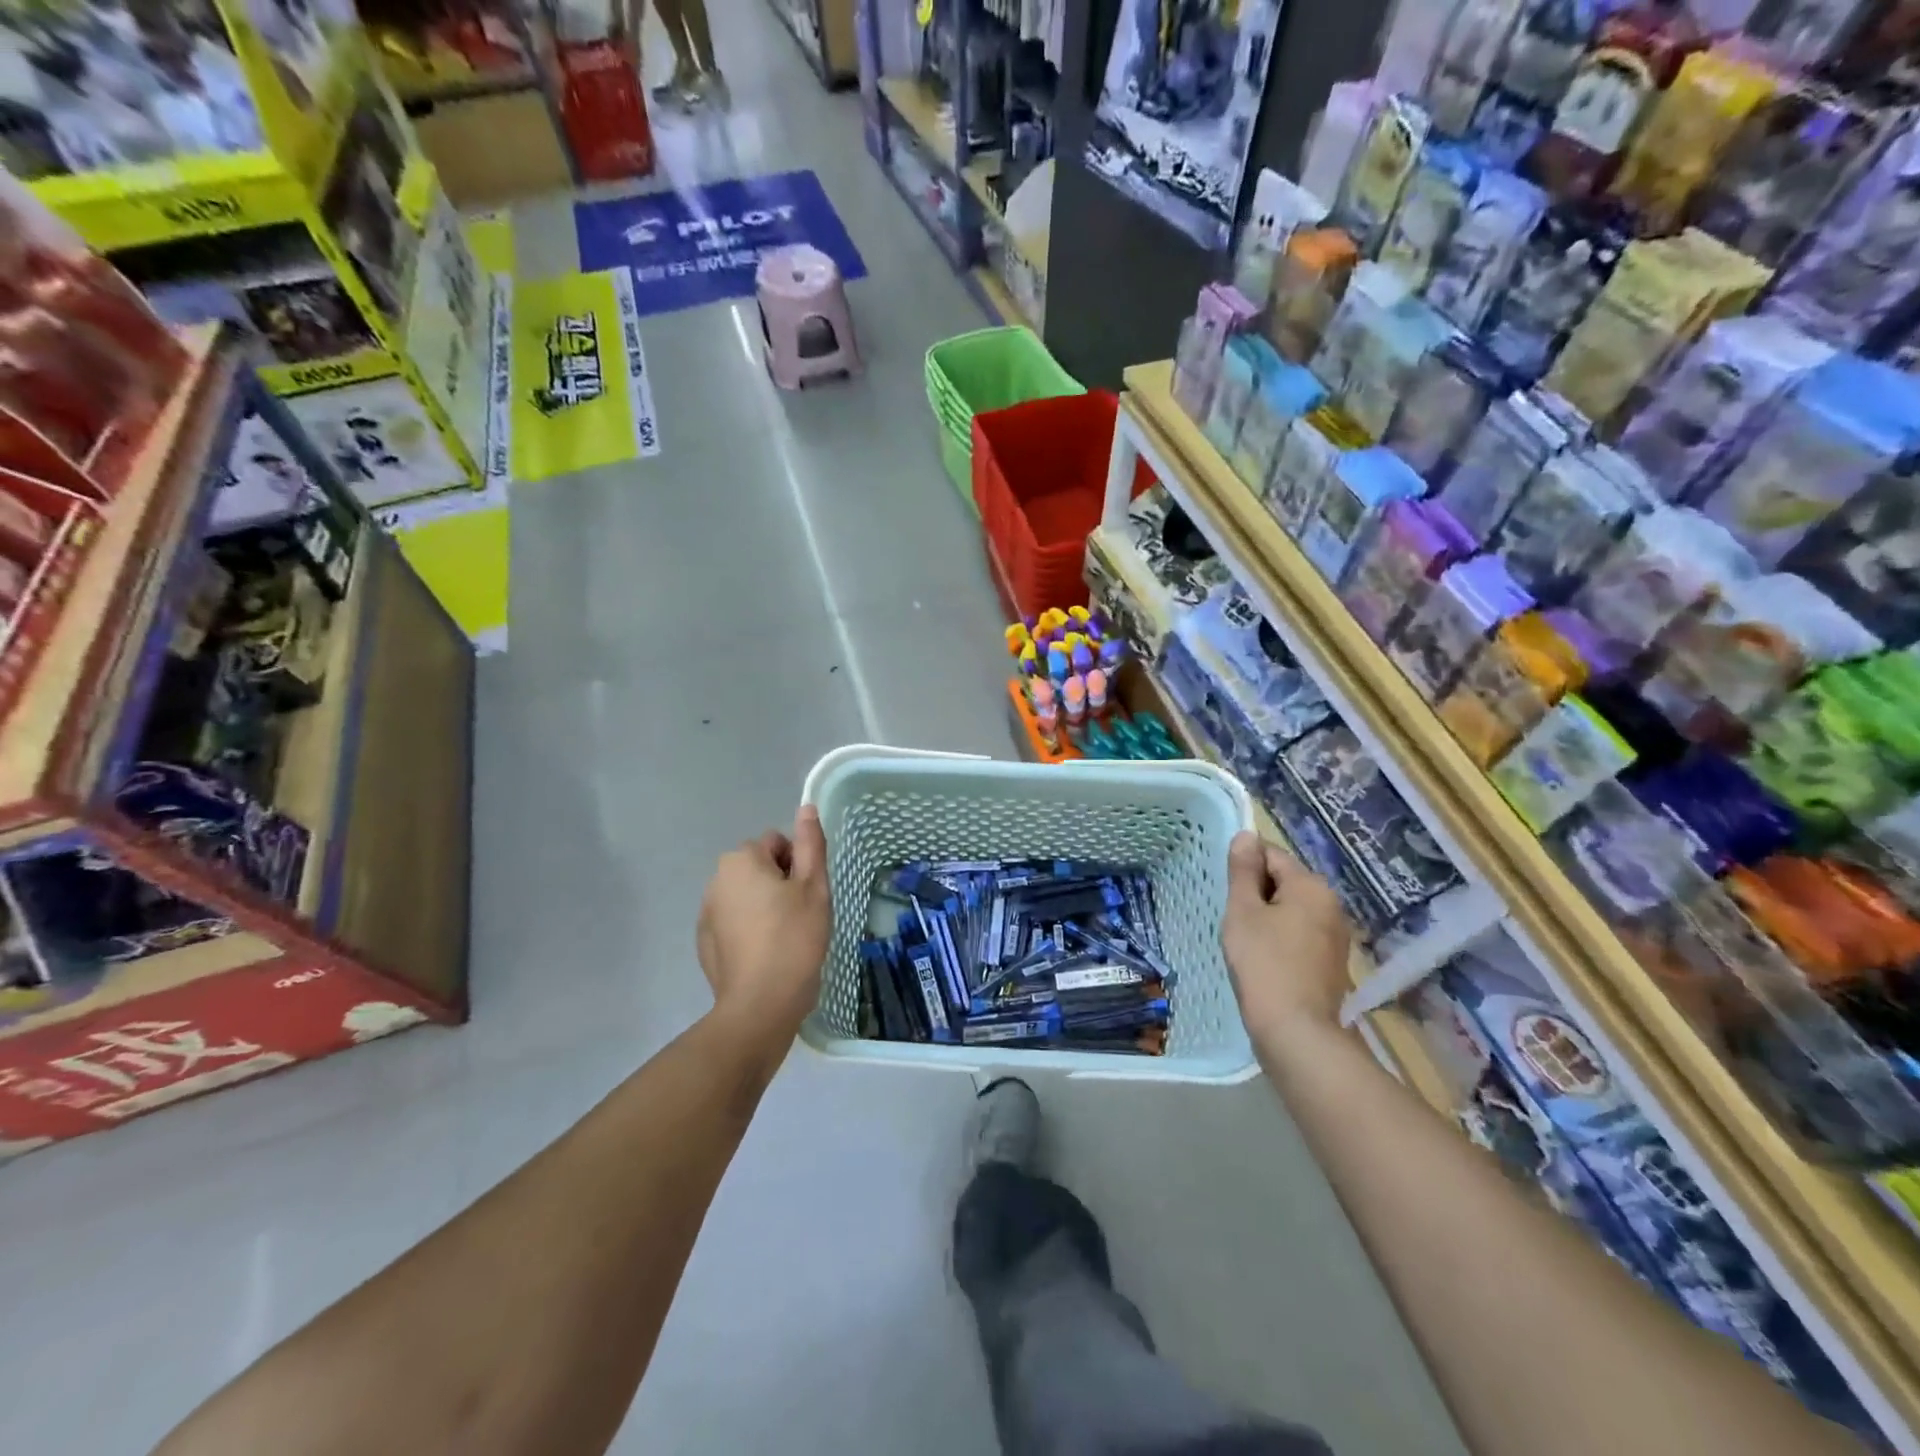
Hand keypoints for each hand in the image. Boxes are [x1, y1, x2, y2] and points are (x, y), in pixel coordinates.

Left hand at [696, 806, 831, 1045]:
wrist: (761, 1003)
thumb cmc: (794, 938)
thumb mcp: (814, 887)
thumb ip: (810, 843)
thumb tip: (806, 808)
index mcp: (741, 860)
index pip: (777, 844)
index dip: (798, 866)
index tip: (808, 895)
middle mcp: (716, 879)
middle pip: (759, 868)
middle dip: (779, 884)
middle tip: (800, 916)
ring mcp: (706, 913)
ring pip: (746, 896)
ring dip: (763, 906)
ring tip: (784, 938)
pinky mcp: (704, 943)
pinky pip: (733, 922)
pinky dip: (749, 930)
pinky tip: (765, 955)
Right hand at [1222, 832, 1352, 1046]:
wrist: (1297, 1031)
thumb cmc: (1263, 964)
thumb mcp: (1243, 912)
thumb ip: (1243, 872)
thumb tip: (1246, 836)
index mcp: (1311, 886)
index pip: (1271, 855)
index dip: (1244, 868)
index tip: (1226, 892)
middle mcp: (1331, 905)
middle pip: (1284, 882)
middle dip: (1256, 894)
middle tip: (1233, 919)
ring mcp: (1335, 936)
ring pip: (1291, 910)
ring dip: (1266, 918)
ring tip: (1245, 941)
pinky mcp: (1331, 962)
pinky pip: (1299, 935)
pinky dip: (1279, 939)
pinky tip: (1263, 960)